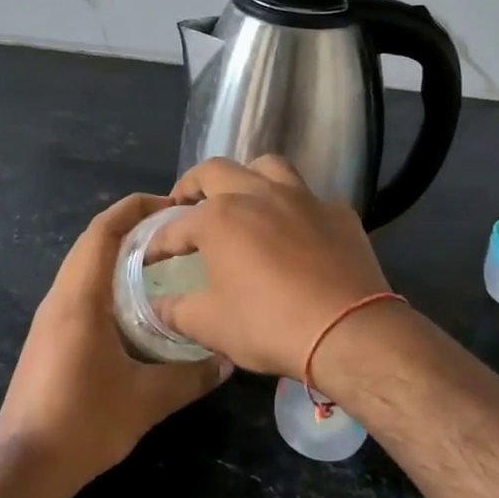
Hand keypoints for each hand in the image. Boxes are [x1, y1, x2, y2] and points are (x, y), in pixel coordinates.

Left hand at [0, 193, 228, 493]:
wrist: (23, 467)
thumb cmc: (83, 423)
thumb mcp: (146, 400)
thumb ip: (190, 376)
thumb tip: (227, 361)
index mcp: (79, 298)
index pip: (102, 231)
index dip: (134, 208)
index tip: (170, 205)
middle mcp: (59, 298)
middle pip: (92, 242)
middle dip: (131, 227)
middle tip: (174, 232)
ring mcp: (49, 318)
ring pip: (84, 266)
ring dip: (118, 254)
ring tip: (161, 261)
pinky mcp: (48, 337)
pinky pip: (79, 289)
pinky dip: (107, 280)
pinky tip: (135, 304)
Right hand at [153, 157, 395, 379]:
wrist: (348, 331)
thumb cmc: (269, 325)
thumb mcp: (211, 325)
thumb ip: (177, 311)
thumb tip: (156, 307)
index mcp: (220, 218)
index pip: (176, 225)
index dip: (158, 241)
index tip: (150, 255)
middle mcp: (258, 194)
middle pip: (216, 171)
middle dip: (194, 185)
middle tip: (186, 205)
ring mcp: (302, 198)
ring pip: (267, 167)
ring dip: (247, 177)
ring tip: (242, 199)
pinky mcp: (337, 211)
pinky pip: (308, 197)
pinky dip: (293, 207)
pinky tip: (295, 230)